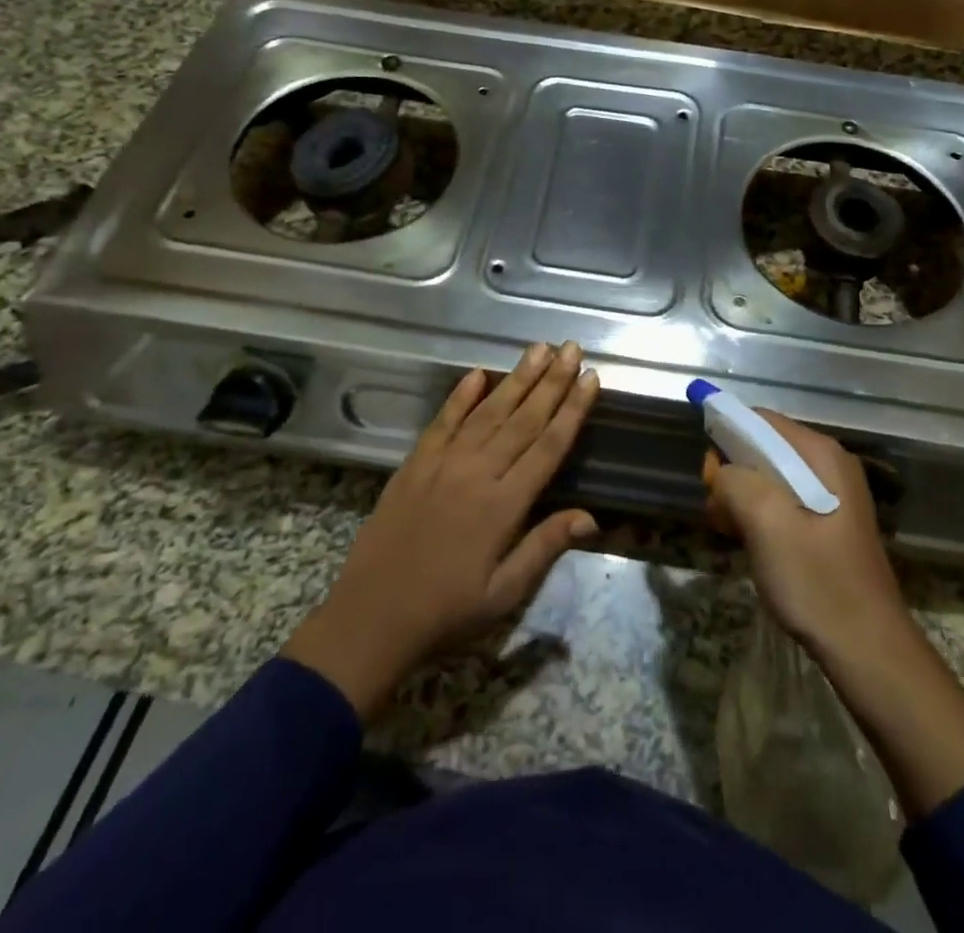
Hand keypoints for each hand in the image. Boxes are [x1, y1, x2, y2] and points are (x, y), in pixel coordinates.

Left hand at [283, 342, 599, 718]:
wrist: (372, 616)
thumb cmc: (446, 611)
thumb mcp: (504, 593)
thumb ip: (545, 546)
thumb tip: (591, 516)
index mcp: (504, 505)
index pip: (548, 446)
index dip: (572, 410)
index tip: (590, 378)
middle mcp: (477, 473)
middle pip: (523, 418)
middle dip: (551, 381)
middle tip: (571, 347)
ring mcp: (443, 463)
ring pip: (488, 412)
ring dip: (516, 378)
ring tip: (538, 348)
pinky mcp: (415, 463)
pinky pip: (443, 421)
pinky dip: (461, 396)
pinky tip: (478, 374)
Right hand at [705, 410, 963, 815]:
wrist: (866, 648)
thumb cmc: (816, 580)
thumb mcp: (766, 523)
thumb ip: (736, 481)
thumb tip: (722, 471)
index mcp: (821, 454)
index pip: (761, 420)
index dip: (726, 436)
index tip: (708, 475)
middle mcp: (829, 465)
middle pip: (764, 448)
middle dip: (733, 473)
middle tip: (718, 511)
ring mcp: (831, 495)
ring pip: (769, 477)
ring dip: (742, 498)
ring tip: (730, 531)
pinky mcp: (827, 523)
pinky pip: (782, 502)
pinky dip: (758, 515)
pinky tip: (748, 542)